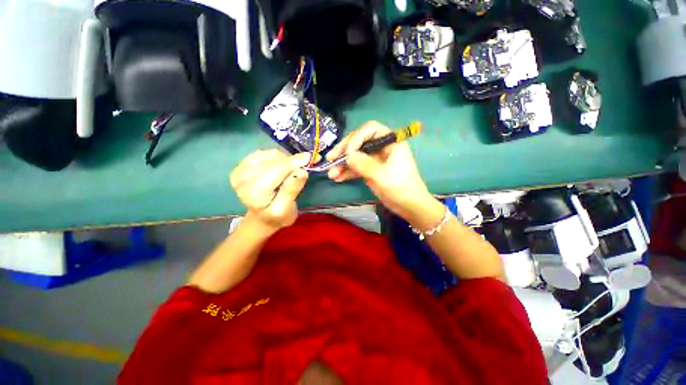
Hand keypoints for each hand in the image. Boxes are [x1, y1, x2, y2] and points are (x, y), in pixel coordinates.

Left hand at [230, 150, 311, 230]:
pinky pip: (266, 153)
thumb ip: (292, 190)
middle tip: (307, 164)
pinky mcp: (243, 164)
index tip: (312, 157)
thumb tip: (302, 171)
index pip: (277, 170)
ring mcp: (241, 169)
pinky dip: (278, 157)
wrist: (261, 218)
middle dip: (293, 161)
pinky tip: (282, 167)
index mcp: (253, 191)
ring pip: (271, 155)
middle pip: (274, 161)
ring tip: (293, 171)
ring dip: (286, 160)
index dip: (295, 162)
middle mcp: (243, 178)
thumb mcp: (286, 209)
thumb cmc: (277, 216)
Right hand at [327, 121, 436, 220]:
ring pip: (356, 156)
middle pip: (359, 142)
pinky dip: (347, 172)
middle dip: (344, 151)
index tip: (347, 153)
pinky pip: (357, 167)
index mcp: (390, 142)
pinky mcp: (371, 170)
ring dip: (343, 164)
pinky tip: (337, 178)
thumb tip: (347, 156)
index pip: (370, 130)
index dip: (356, 138)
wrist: (410, 206)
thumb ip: (364, 164)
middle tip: (330, 159)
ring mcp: (375, 159)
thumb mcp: (381, 176)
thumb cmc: (401, 188)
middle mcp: (382, 147)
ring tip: (331, 174)